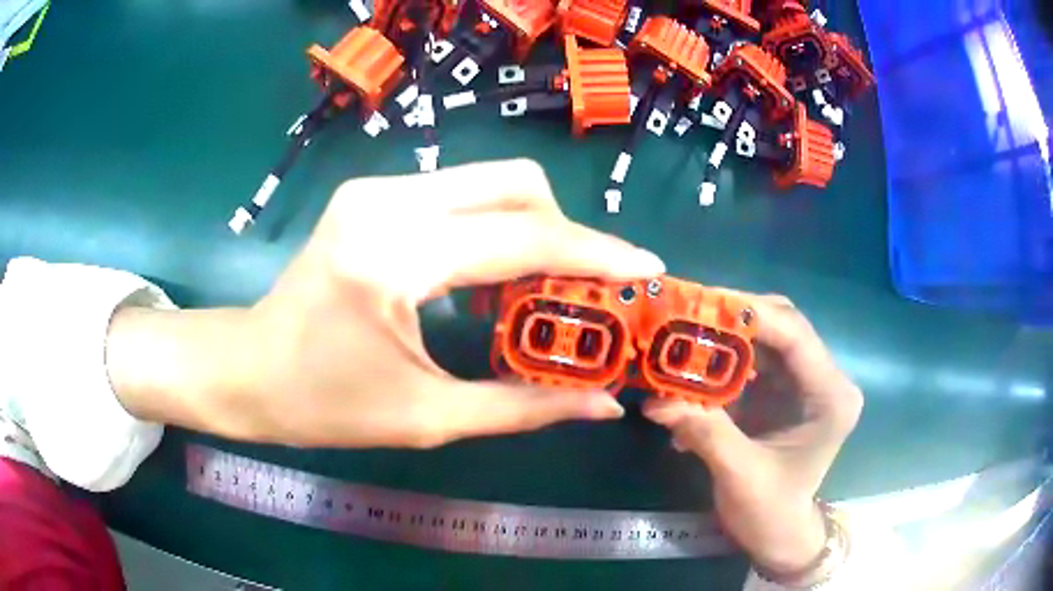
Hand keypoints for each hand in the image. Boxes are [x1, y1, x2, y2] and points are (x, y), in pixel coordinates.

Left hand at [107, 160, 665, 448]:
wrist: (248, 369)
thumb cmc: (323, 406)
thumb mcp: (427, 417)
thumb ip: (524, 406)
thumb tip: (604, 404)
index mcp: (394, 258)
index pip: (523, 238)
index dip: (596, 254)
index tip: (646, 268)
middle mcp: (387, 202)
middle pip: (515, 183)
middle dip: (566, 232)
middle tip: (583, 290)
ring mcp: (377, 188)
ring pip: (490, 181)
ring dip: (531, 229)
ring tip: (540, 292)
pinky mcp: (373, 193)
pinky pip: (459, 194)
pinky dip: (493, 228)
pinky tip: (491, 277)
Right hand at [642, 294, 862, 573]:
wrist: (778, 536)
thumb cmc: (769, 512)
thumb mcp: (739, 474)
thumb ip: (703, 431)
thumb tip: (654, 401)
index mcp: (830, 396)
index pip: (796, 336)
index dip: (751, 314)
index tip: (703, 302)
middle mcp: (825, 380)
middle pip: (783, 327)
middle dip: (736, 319)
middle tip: (688, 312)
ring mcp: (805, 384)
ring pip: (767, 339)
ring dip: (727, 337)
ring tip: (684, 331)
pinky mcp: (786, 392)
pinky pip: (756, 361)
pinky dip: (724, 361)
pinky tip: (695, 369)